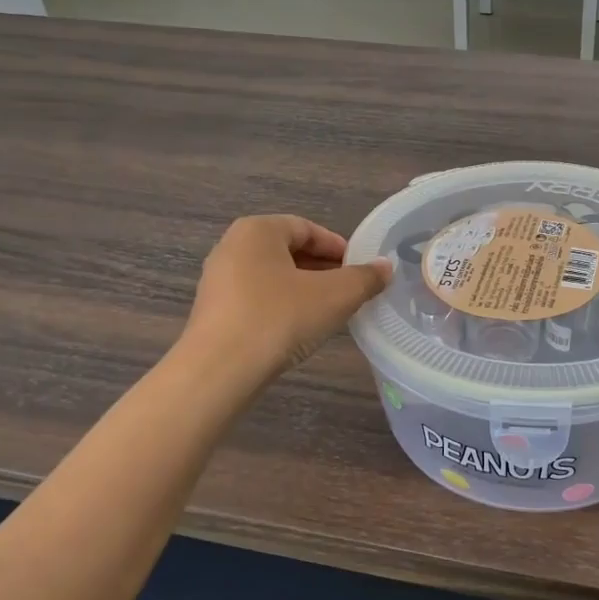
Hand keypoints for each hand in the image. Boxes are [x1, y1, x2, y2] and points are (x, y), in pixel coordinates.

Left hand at [181, 216, 391, 386]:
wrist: (219, 371)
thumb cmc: (279, 318)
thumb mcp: (335, 296)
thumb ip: (364, 278)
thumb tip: (385, 267)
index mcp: (258, 230)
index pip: (307, 229)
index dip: (338, 248)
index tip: (360, 270)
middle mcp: (232, 247)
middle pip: (288, 251)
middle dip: (322, 270)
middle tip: (350, 292)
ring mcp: (217, 281)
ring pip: (272, 277)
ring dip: (303, 290)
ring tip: (329, 313)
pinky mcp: (213, 313)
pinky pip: (256, 300)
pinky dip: (281, 308)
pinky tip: (297, 330)